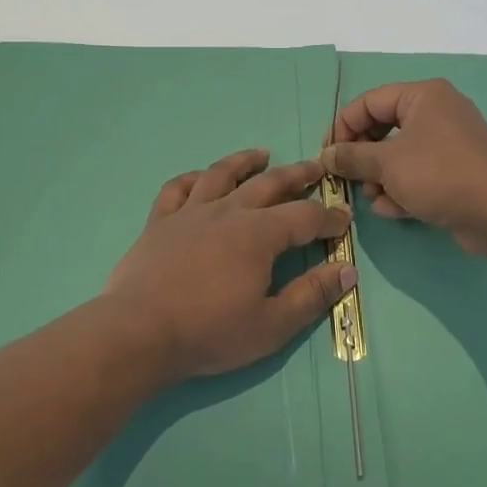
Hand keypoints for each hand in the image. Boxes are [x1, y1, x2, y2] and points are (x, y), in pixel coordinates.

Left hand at [104, 149, 356, 380]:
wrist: (139, 331)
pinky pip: (177, 188)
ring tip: (261, 155)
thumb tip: (346, 270)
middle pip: (268, 184)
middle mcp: (226, 212)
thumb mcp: (272, 325)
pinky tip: (201, 178)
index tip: (344, 221)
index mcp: (258, 234)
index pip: (305, 216)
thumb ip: (311, 295)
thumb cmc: (210, 332)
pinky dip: (193, 178)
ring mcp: (189, 212)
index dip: (329, 218)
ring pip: (221, 174)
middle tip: (316, 168)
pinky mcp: (159, 221)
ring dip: (245, 162)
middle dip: (297, 175)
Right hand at [322, 80, 486, 255]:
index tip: (327, 156)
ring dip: (380, 178)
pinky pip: (419, 173)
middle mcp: (437, 112)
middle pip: (383, 128)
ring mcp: (450, 142)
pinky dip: (403, 189)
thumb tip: (326, 156)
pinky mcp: (457, 170)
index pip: (368, 102)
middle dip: (363, 158)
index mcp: (423, 96)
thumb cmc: (438, 176)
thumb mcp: (386, 164)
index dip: (342, 127)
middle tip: (348, 178)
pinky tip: (394, 210)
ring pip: (399, 154)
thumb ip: (351, 157)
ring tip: (375, 199)